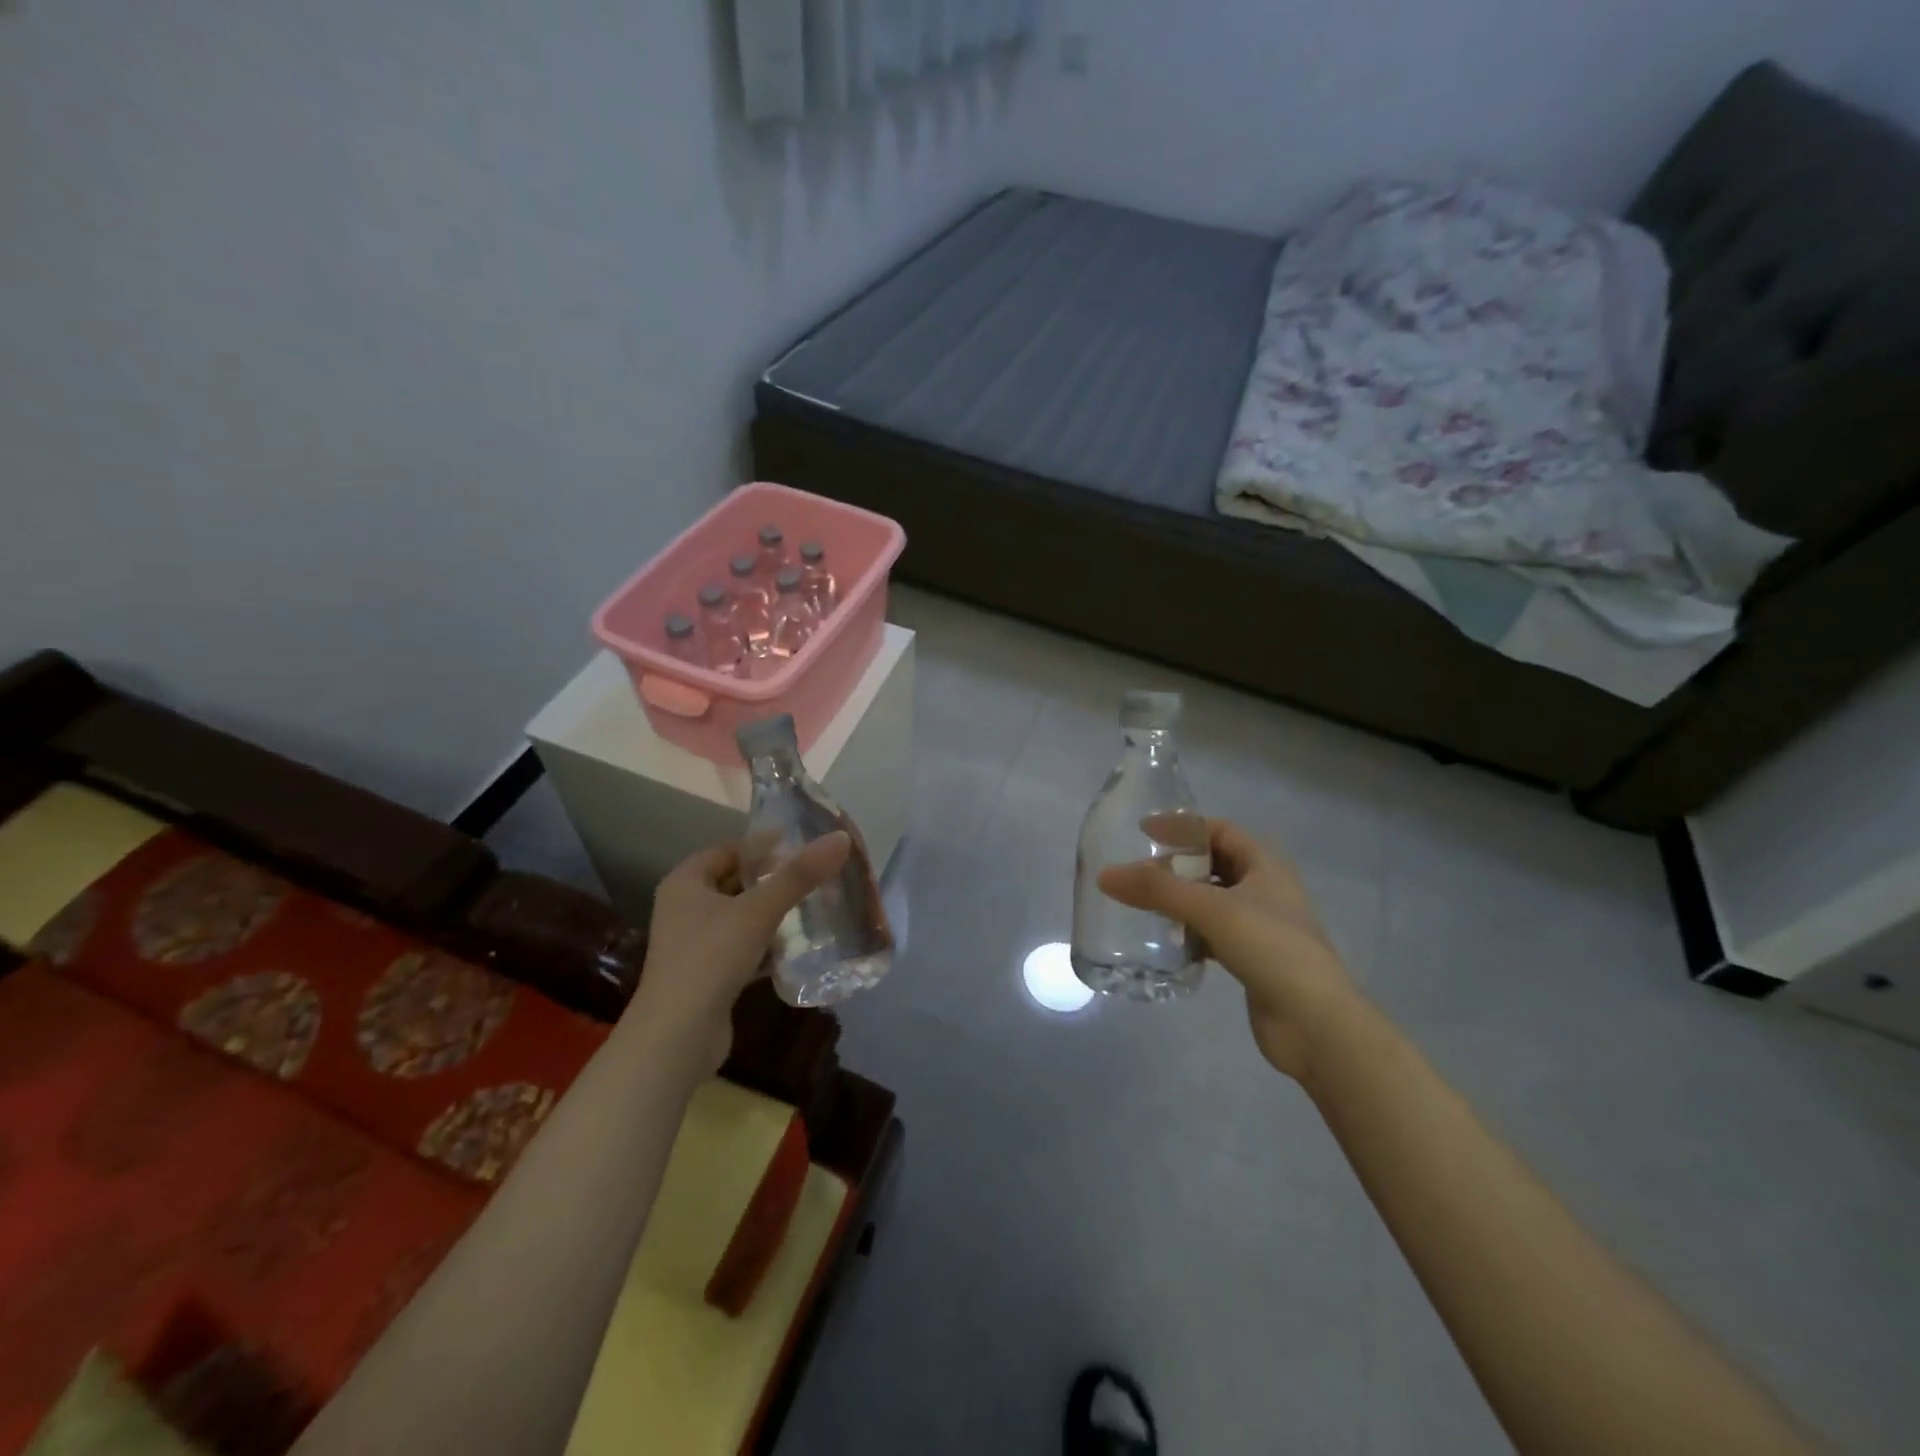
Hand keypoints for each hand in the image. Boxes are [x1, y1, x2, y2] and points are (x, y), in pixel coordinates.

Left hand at [630, 832, 851, 1066]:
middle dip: (773, 880)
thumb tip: (840, 838)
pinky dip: (767, 944)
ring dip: (772, 913)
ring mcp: (694, 944)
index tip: (804, 846)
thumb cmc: (710, 959)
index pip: (729, 849)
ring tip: (813, 908)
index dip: (765, 846)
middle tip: (815, 876)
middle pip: (735, 882)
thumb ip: (799, 876)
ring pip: (740, 917)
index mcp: (685, 882)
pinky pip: (742, 947)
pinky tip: (796, 947)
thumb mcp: (758, 911)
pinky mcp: (707, 975)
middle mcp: (684, 908)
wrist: (678, 1038)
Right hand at [1099, 818, 1356, 1081]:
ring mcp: (1260, 926)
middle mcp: (1265, 888)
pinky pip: (1212, 934)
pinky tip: (1165, 942)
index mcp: (1265, 864)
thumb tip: (1104, 874)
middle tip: (1137, 871)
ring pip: (1211, 901)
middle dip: (1177, 866)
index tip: (1143, 831)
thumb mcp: (1211, 909)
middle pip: (1213, 864)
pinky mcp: (1252, 958)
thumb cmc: (1270, 948)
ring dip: (1180, 901)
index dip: (1183, 827)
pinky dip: (1189, 933)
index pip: (1219, 830)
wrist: (1315, 1023)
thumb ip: (1157, 890)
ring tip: (1143, 904)